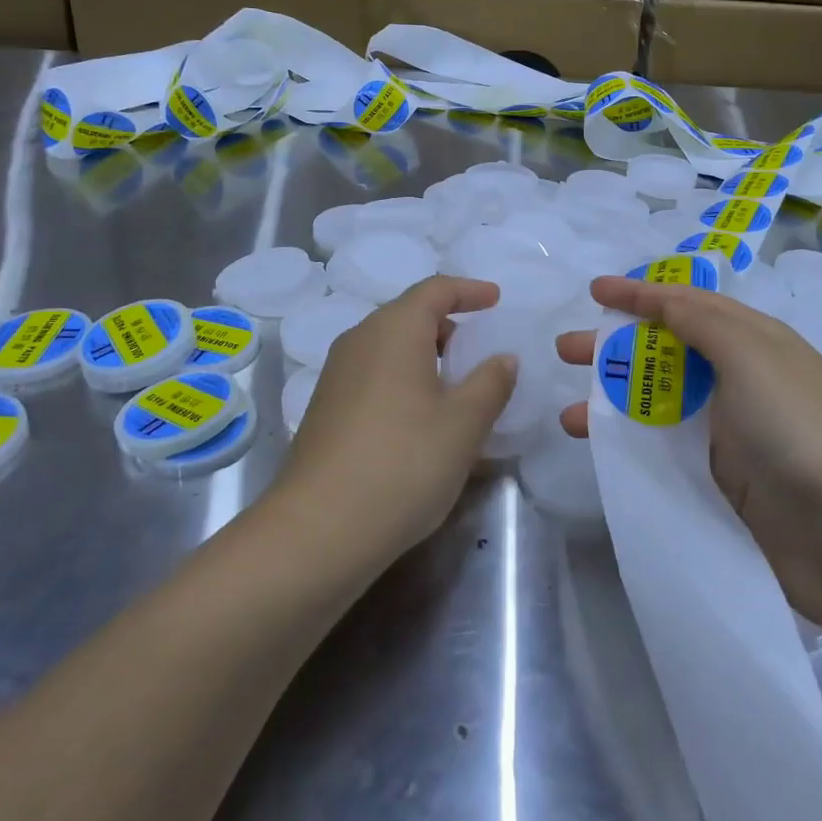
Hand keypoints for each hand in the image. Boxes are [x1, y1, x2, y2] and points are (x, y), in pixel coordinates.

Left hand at [274, 275, 517, 569]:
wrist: (318, 530)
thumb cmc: (403, 464)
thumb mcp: (463, 425)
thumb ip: (491, 383)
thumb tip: (503, 357)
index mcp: (394, 330)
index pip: (435, 289)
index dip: (469, 290)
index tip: (496, 300)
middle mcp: (360, 340)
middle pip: (409, 315)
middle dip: (449, 326)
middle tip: (480, 352)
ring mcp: (337, 374)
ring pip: (390, 347)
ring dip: (426, 357)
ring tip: (457, 389)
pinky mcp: (326, 407)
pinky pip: (374, 375)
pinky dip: (404, 380)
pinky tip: (421, 421)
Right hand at [556, 276, 821, 620]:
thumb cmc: (794, 429)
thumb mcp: (750, 355)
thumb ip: (700, 320)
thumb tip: (662, 298)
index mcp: (754, 341)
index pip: (687, 303)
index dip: (640, 293)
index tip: (594, 291)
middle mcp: (740, 377)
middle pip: (665, 348)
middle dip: (614, 344)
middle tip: (566, 349)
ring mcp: (728, 428)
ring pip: (656, 399)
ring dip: (611, 397)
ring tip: (567, 412)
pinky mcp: (717, 473)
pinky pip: (661, 441)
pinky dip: (626, 437)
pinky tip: (595, 445)